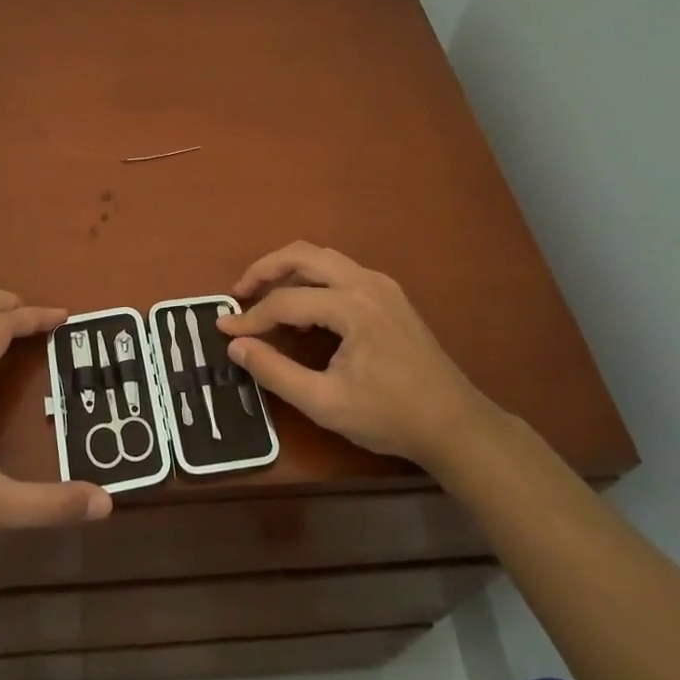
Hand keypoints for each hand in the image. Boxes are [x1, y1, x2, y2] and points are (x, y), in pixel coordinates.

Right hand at [219, 242, 501, 472]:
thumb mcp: (325, 403)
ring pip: (322, 257)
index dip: (251, 317)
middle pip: (303, 254)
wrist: (455, 424)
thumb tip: (235, 346)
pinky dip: (311, 277)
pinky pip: (340, 270)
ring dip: (288, 269)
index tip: (224, 331)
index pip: (286, 301)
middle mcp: (366, 282)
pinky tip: (302, 305)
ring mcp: (381, 284)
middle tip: (239, 292)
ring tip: (263, 294)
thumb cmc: (390, 416)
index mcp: (352, 306)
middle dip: (265, 269)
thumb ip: (275, 372)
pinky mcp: (389, 294)